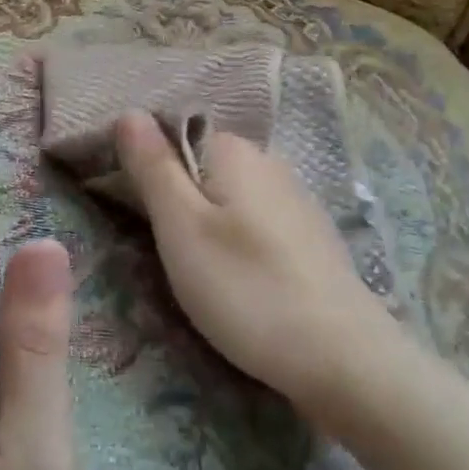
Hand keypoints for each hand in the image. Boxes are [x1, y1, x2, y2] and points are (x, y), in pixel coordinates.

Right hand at [113, 111, 396, 416]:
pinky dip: (235, 237)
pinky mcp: (309, 235)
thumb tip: (129, 111)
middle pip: (201, 164)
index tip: (124, 207)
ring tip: (190, 268)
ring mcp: (294, 197)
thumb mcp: (182, 227)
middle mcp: (268, 160)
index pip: (173, 133)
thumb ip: (153, 167)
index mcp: (234, 149)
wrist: (343, 358)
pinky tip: (235, 274)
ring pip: (229, 195)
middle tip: (155, 247)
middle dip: (174, 195)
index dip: (144, 164)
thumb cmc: (247, 288)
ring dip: (204, 219)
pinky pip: (254, 219)